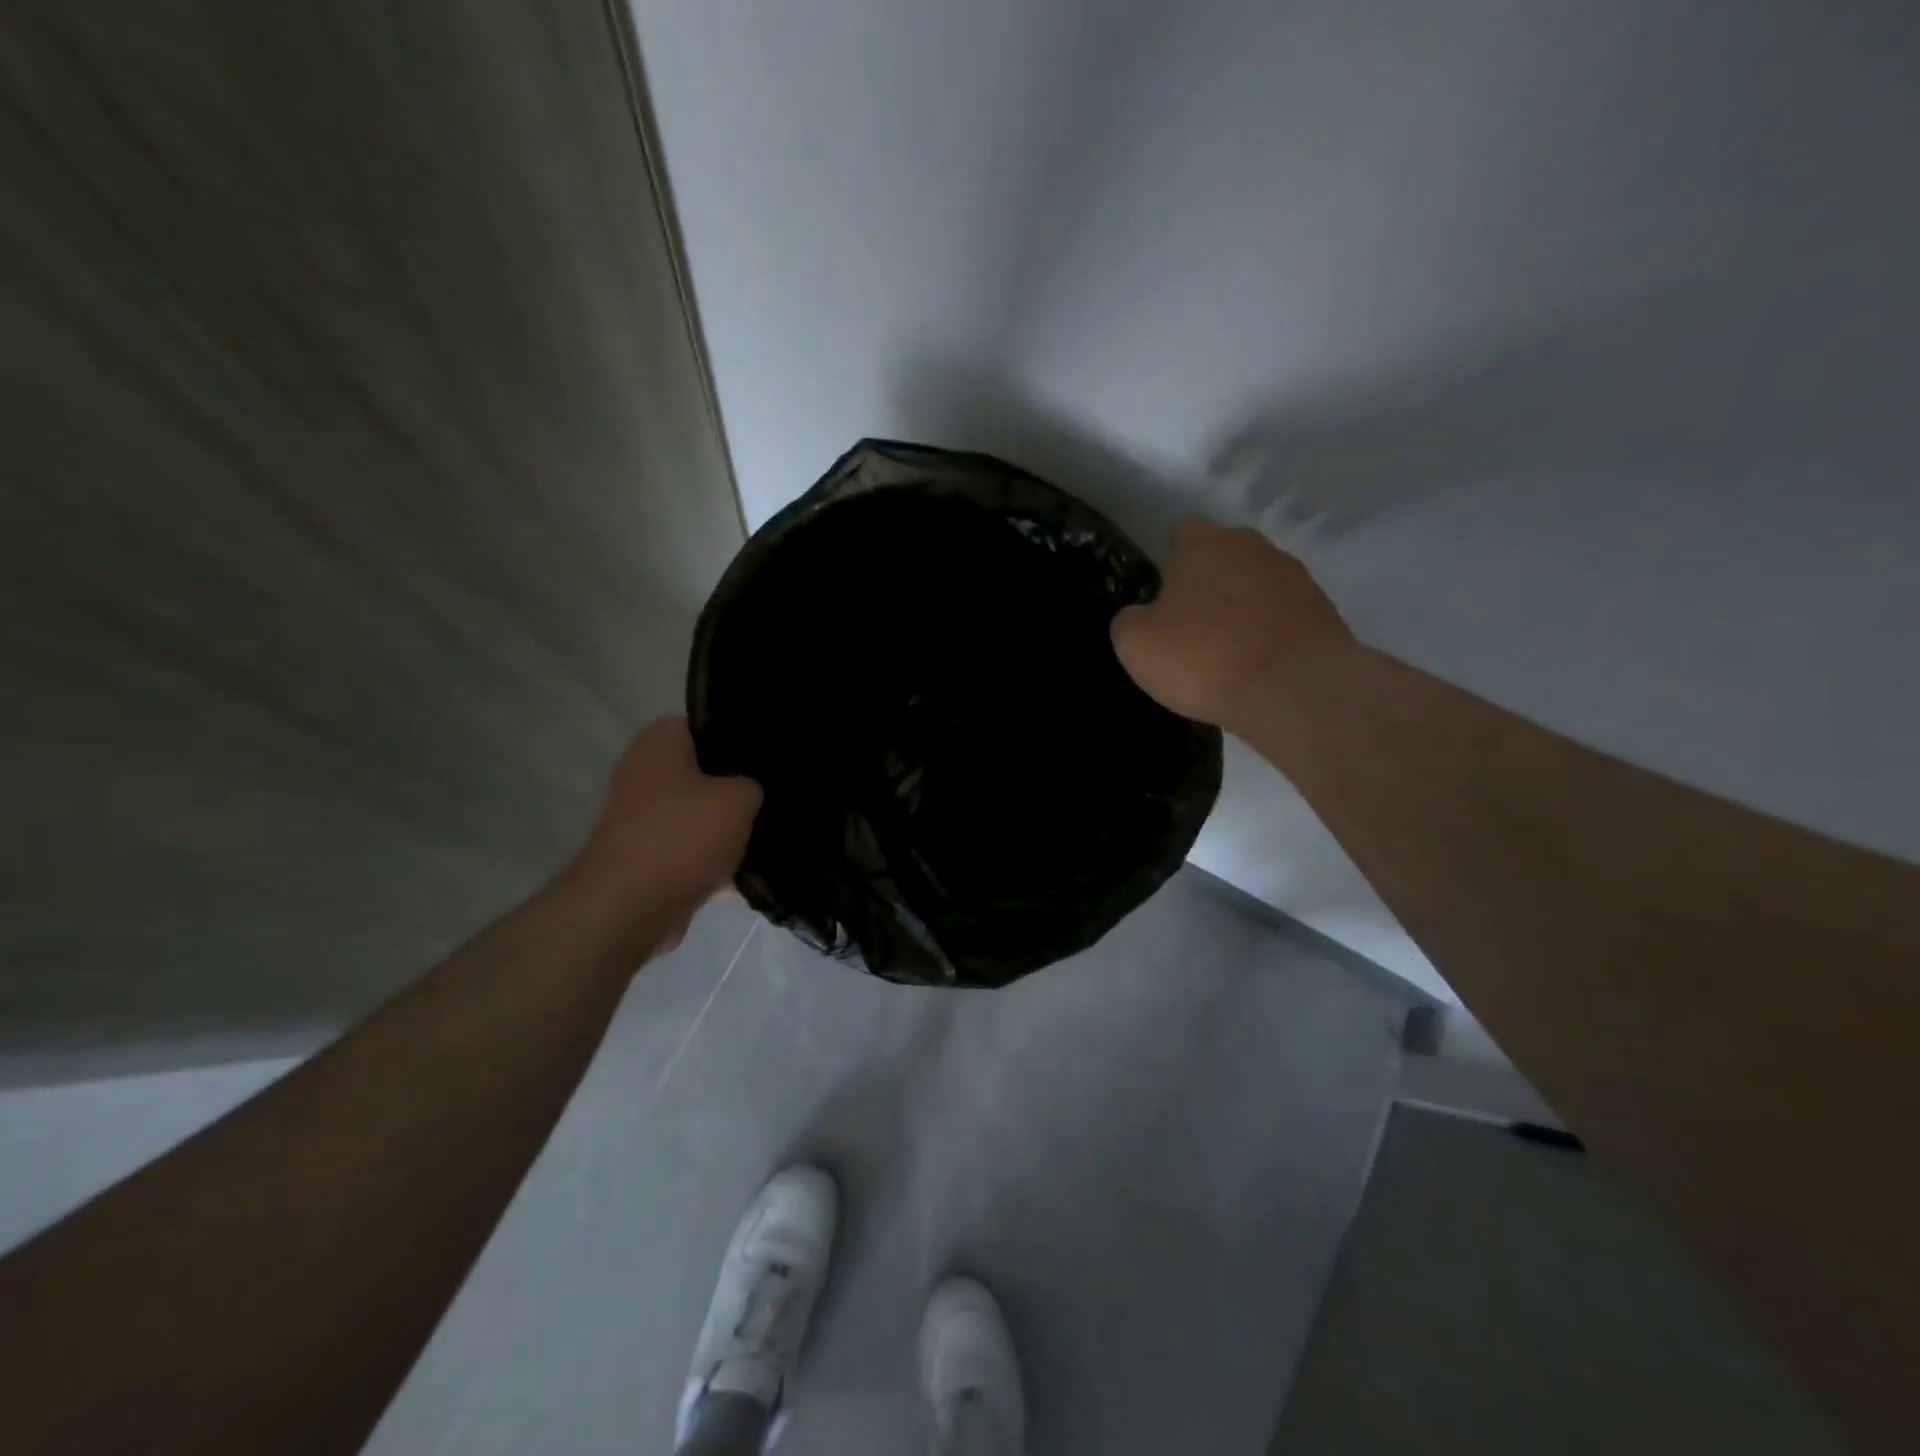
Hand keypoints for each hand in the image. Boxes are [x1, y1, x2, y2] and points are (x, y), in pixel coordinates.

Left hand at [568, 716, 762, 918]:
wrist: (629, 907)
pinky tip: (742, 865)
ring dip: (723, 824)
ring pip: (696, 810)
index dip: (740, 737)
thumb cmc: (683, 835)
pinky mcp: (641, 853)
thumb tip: (751, 791)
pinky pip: (686, 844)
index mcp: (659, 741)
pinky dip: (708, 854)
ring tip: (763, 832)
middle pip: (702, 770)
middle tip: (771, 795)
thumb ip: (753, 785)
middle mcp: (641, 770)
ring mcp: (637, 814)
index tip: (770, 756)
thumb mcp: (741, 798)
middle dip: (734, 785)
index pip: (708, 724)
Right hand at [1112, 518, 1354, 728]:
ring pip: (1258, 583)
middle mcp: (1253, 548)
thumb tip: (1142, 616)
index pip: (1184, 532)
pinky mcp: (1323, 610)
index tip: (1166, 595)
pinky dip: (1272, 632)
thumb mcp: (1136, 646)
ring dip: (1245, 606)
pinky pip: (1285, 614)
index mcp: (1204, 545)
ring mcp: (1294, 577)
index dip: (1172, 560)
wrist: (1294, 690)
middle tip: (1195, 624)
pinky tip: (1260, 665)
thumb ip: (1129, 621)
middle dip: (1211, 580)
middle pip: (1226, 554)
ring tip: (1231, 651)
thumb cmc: (1204, 659)